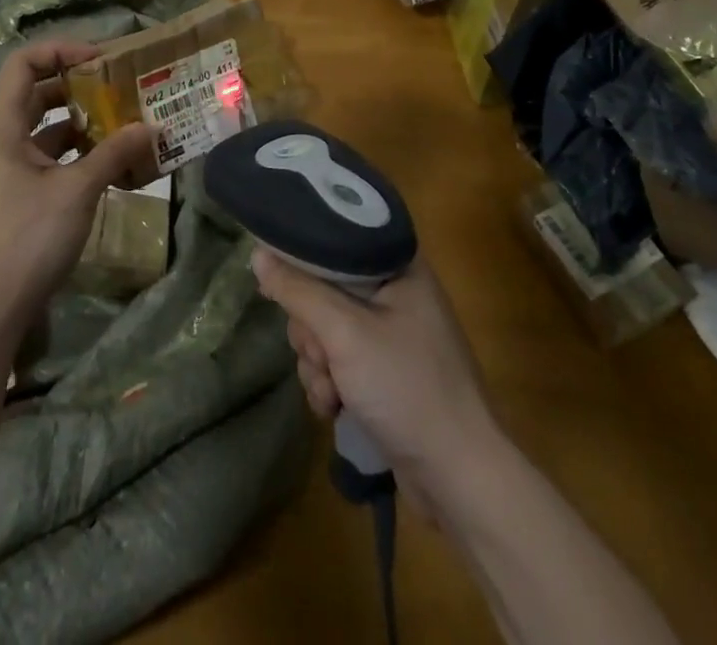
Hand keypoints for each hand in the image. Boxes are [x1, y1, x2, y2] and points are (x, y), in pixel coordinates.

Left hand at [0, 40, 157, 335]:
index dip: (61, 50)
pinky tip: (112, 163)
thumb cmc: (26, 238)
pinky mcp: (17, 194)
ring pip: (46, 127)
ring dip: (82, 122)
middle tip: (120, 87)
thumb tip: (152, 127)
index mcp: (0, 126)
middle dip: (79, 86)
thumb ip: (114, 153)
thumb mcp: (76, 191)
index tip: (101, 59)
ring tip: (125, 122)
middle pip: (37, 92)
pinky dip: (78, 153)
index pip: (24, 63)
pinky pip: (49, 158)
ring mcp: (6, 168)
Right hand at [252, 249, 500, 520]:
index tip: (278, 282)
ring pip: (327, 329)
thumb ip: (300, 291)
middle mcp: (397, 292)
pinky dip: (330, 383)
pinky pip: (340, 361)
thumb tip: (258, 254)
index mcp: (399, 265)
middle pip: (325, 288)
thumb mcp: (346, 334)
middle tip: (320, 354)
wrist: (459, 478)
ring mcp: (392, 335)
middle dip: (311, 330)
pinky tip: (334, 408)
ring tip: (330, 391)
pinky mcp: (385, 372)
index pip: (337, 238)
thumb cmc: (407, 387)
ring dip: (317, 363)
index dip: (303, 258)